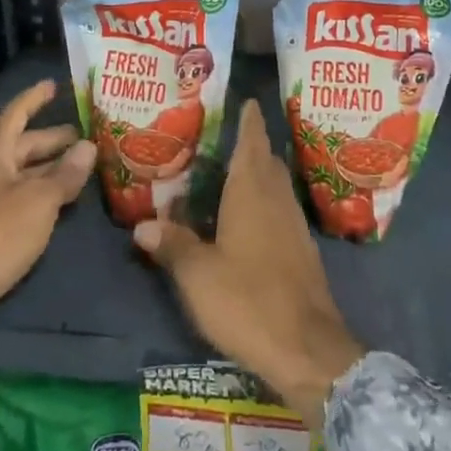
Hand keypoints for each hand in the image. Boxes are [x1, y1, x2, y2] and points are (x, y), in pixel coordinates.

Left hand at [0, 78, 96, 309]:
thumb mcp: (39, 200)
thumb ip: (66, 173)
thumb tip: (89, 146)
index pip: (16, 113)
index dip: (35, 98)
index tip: (55, 85)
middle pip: (23, 144)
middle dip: (54, 139)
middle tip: (87, 134)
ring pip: (24, 172)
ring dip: (52, 167)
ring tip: (84, 164)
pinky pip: (21, 196)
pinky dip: (43, 191)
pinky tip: (65, 197)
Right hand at [134, 101, 363, 429]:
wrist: (308, 348)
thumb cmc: (248, 301)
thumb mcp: (198, 276)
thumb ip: (172, 245)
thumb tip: (142, 224)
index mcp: (252, 192)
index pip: (252, 143)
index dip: (249, 121)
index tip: (246, 101)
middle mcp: (277, 199)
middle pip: (266, 161)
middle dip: (252, 145)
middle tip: (227, 136)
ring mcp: (294, 225)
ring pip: (276, 185)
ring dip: (260, 173)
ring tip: (233, 171)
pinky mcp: (302, 251)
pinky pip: (281, 210)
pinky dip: (266, 201)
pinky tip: (250, 217)